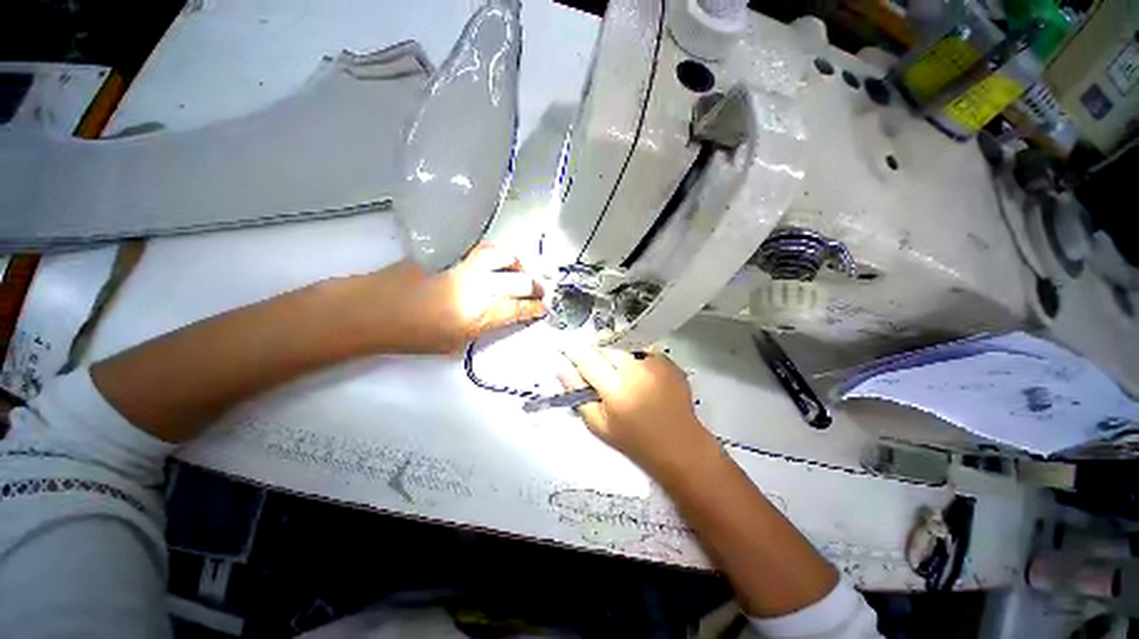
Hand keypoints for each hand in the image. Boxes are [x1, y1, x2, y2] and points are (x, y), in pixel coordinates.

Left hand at [337, 243, 545, 354]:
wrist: (373, 309)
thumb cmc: (412, 335)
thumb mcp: (455, 342)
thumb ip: (484, 326)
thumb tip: (504, 314)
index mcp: (478, 315)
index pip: (518, 308)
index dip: (535, 308)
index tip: (545, 307)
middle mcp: (477, 286)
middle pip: (518, 282)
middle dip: (535, 287)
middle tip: (541, 290)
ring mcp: (464, 264)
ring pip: (504, 256)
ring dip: (519, 265)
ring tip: (522, 272)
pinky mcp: (450, 250)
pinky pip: (483, 247)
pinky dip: (498, 254)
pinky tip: (499, 261)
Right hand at [558, 347, 716, 472]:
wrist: (679, 444)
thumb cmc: (635, 440)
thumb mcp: (598, 425)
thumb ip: (577, 394)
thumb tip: (562, 368)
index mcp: (615, 388)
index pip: (586, 357)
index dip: (574, 353)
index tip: (568, 353)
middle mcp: (635, 368)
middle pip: (605, 344)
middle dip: (596, 353)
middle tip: (599, 371)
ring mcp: (654, 362)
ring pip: (623, 343)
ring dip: (616, 352)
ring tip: (621, 374)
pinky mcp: (667, 360)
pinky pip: (642, 348)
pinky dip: (635, 356)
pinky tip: (640, 375)